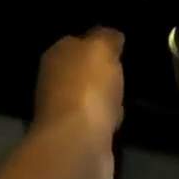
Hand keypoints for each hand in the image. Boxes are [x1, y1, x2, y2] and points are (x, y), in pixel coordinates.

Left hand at [33, 27, 125, 178]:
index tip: (118, 47)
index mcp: (56, 55)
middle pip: (81, 71)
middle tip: (124, 72)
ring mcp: (62, 112)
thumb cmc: (88, 87)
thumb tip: (111, 36)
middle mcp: (53, 81)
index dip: (97, 44)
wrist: (79, 143)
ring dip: (103, 98)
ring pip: (89, 97)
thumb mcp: (102, 48)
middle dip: (99, 73)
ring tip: (124, 96)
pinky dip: (106, 121)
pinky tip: (117, 121)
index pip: (77, 42)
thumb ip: (107, 37)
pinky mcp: (75, 137)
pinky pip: (96, 121)